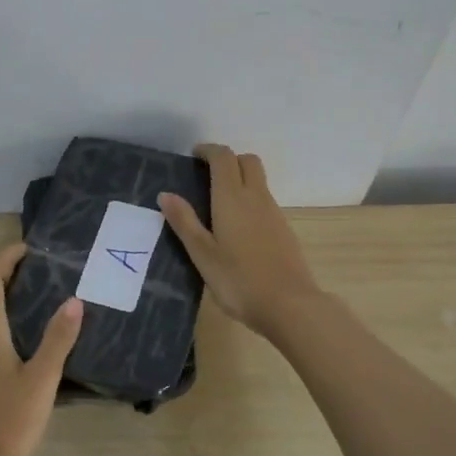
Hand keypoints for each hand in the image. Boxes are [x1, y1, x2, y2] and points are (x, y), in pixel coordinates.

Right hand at [159, 143, 321, 337]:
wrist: (289, 305)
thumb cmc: (238, 280)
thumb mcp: (203, 254)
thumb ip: (184, 222)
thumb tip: (166, 194)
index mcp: (232, 198)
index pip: (224, 158)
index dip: (209, 151)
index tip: (194, 156)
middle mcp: (256, 197)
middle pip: (247, 161)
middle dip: (228, 160)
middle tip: (207, 175)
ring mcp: (274, 213)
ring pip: (258, 181)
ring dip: (240, 180)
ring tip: (217, 204)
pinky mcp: (284, 229)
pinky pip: (265, 201)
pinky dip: (250, 200)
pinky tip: (237, 228)